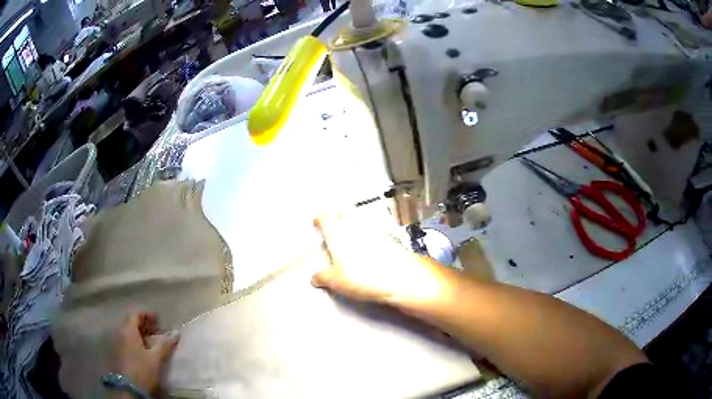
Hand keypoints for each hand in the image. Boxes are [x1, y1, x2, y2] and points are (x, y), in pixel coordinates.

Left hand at [112, 311, 179, 395]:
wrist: (128, 388)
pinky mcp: (118, 353)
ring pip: (129, 333)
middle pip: (132, 323)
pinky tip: (145, 350)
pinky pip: (127, 341)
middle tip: (159, 331)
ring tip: (154, 342)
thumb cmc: (142, 370)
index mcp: (128, 331)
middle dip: (145, 325)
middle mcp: (120, 333)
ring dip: (141, 334)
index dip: (147, 314)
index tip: (159, 319)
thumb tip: (176, 333)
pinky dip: (136, 341)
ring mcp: (117, 343)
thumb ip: (165, 345)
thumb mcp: (156, 358)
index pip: (136, 314)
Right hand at [311, 212, 448, 307]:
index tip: (318, 221)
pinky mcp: (390, 235)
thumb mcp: (335, 281)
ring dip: (356, 215)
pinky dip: (374, 226)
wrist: (398, 277)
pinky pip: (379, 225)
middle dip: (338, 209)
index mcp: (338, 235)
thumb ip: (323, 277)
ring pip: (362, 214)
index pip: (325, 217)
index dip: (320, 217)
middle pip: (345, 208)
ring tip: (353, 223)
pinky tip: (374, 233)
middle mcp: (355, 227)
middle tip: (335, 215)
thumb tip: (315, 277)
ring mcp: (374, 229)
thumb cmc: (364, 276)